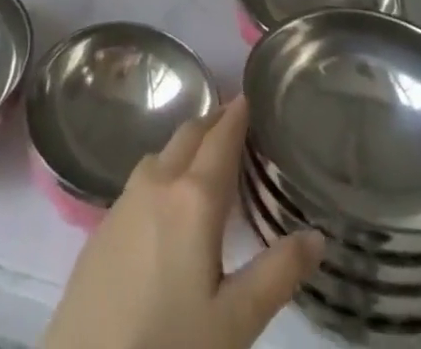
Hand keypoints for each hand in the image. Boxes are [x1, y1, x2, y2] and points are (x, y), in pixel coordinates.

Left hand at [41, 96, 324, 348]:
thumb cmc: (170, 343)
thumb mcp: (235, 322)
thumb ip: (278, 275)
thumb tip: (318, 235)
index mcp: (192, 198)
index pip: (220, 139)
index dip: (237, 115)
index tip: (250, 96)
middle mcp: (156, 183)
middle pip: (187, 136)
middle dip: (212, 123)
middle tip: (235, 120)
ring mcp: (123, 200)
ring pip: (160, 154)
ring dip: (185, 145)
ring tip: (206, 157)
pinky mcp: (102, 224)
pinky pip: (140, 179)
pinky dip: (162, 171)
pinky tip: (168, 199)